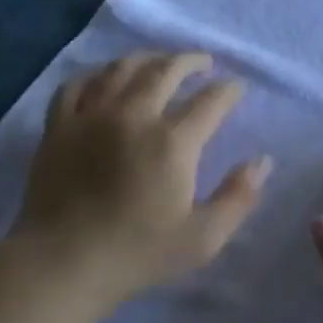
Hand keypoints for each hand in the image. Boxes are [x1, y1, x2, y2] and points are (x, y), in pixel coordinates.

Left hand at [9, 51, 270, 308]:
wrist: (62, 263)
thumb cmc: (137, 253)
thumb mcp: (202, 238)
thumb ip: (238, 197)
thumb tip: (262, 161)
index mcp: (172, 142)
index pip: (210, 101)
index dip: (228, 90)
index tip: (237, 87)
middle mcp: (134, 116)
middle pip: (167, 71)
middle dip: (191, 61)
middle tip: (204, 62)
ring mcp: (92, 116)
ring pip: (122, 68)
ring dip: (148, 58)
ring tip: (160, 61)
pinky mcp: (59, 125)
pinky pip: (77, 84)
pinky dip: (95, 74)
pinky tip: (104, 77)